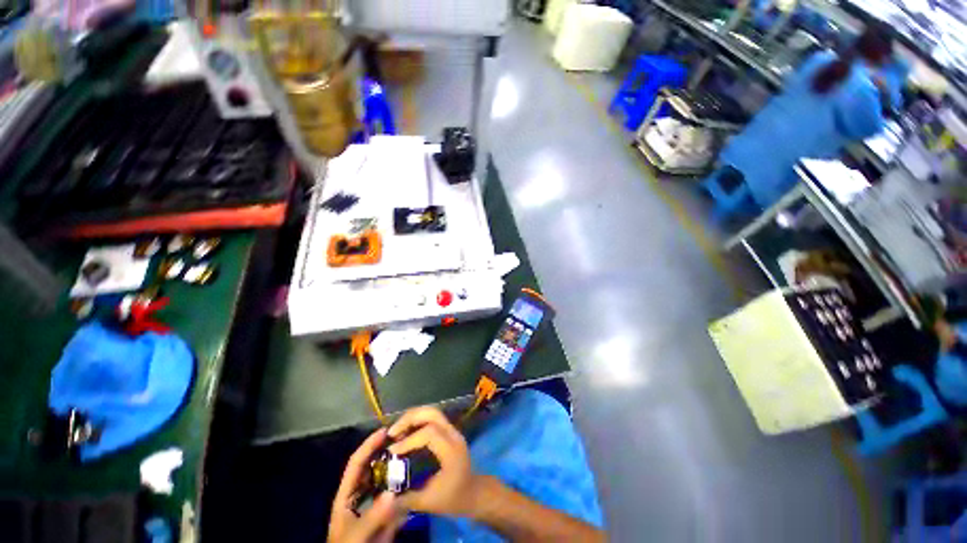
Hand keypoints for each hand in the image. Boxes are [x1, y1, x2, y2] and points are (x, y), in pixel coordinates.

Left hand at [328, 429, 406, 542]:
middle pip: (373, 468)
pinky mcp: (385, 517)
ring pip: (386, 480)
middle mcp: (361, 496)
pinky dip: (405, 489)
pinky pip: (396, 498)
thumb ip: (372, 516)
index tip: (385, 431)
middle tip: (405, 437)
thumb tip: (393, 493)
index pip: (356, 464)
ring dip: (398, 468)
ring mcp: (373, 506)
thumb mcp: (356, 536)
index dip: (368, 445)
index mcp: (347, 495)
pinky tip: (418, 480)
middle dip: (386, 452)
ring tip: (414, 453)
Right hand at [387, 407, 480, 516]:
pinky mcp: (449, 430)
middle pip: (432, 414)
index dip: (409, 440)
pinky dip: (417, 420)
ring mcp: (452, 430)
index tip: (392, 451)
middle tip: (392, 432)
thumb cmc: (454, 498)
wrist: (474, 493)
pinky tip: (406, 432)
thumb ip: (407, 498)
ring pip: (432, 412)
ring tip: (396, 431)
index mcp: (451, 450)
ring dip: (413, 417)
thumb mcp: (429, 503)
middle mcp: (453, 435)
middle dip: (410, 418)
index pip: (430, 433)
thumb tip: (384, 496)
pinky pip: (432, 418)